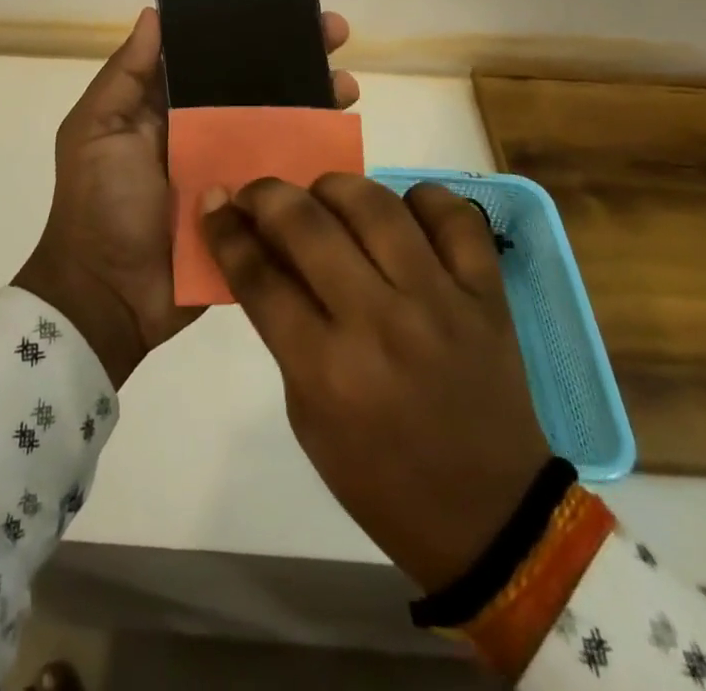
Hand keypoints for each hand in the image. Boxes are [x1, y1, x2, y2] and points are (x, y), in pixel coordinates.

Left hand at [13, 7, 357, 387]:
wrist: (110, 296)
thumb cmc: (98, 203)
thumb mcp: (96, 129)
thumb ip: (125, 75)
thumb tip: (155, 13)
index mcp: (170, 109)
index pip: (214, 59)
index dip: (246, 31)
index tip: (282, 6)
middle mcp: (207, 133)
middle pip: (258, 87)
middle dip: (294, 58)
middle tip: (333, 31)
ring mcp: (236, 172)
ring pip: (283, 127)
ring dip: (316, 102)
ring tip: (347, 83)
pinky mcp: (256, 211)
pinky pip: (292, 178)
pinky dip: (320, 159)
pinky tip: (348, 138)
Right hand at [200, 175, 551, 590]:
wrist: (490, 517)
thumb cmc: (379, 476)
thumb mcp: (307, 413)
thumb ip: (283, 327)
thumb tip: (261, 249)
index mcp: (327, 371)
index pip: (258, 276)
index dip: (225, 230)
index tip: (214, 204)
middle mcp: (381, 324)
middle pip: (308, 224)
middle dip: (267, 196)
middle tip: (258, 196)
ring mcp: (441, 302)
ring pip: (375, 204)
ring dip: (334, 188)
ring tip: (324, 199)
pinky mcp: (487, 295)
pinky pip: (453, 216)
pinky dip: (421, 200)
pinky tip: (402, 213)